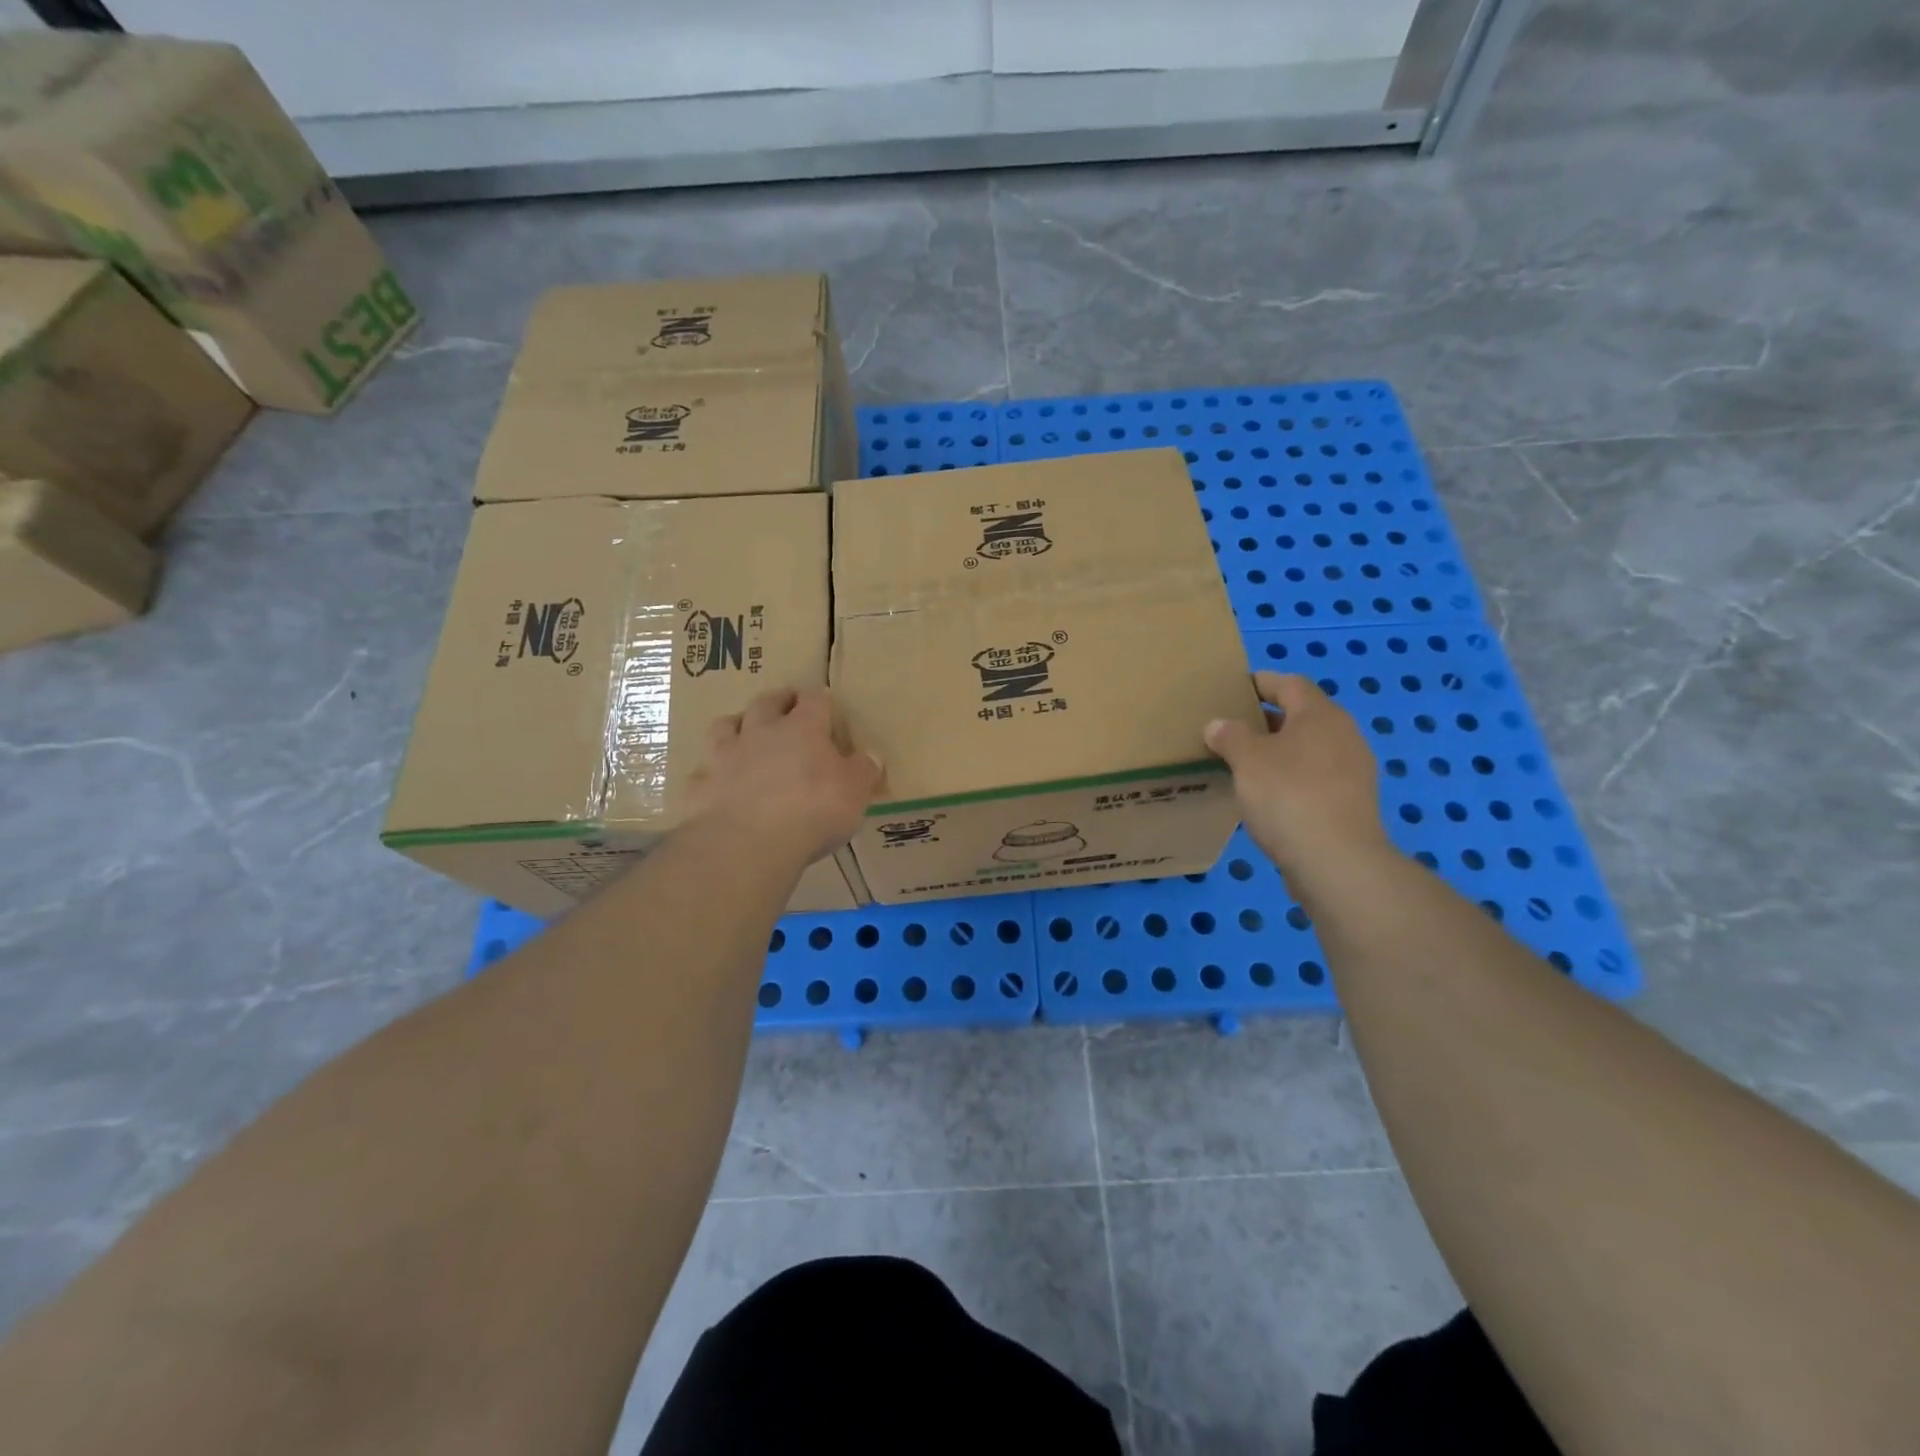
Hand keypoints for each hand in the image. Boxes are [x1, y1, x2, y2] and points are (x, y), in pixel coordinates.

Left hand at [691, 688, 882, 860]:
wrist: (748, 843)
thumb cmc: (813, 811)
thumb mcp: (855, 793)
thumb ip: (863, 771)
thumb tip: (871, 756)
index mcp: (802, 728)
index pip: (814, 699)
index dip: (820, 699)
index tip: (825, 703)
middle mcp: (760, 732)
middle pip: (766, 702)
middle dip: (778, 700)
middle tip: (785, 705)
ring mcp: (724, 756)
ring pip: (724, 726)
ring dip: (736, 725)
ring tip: (743, 733)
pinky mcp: (700, 786)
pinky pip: (702, 772)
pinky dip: (711, 774)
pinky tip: (717, 784)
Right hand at [1204, 672, 1390, 881]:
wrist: (1337, 861)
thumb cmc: (1288, 796)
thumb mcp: (1247, 760)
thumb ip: (1230, 736)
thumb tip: (1218, 725)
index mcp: (1320, 715)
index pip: (1289, 684)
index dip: (1260, 682)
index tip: (1232, 689)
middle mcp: (1344, 735)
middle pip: (1301, 716)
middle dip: (1265, 720)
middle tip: (1229, 729)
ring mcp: (1352, 771)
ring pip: (1308, 749)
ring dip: (1278, 751)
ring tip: (1243, 764)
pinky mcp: (1351, 803)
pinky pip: (1314, 777)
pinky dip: (1290, 778)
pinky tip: (1266, 796)